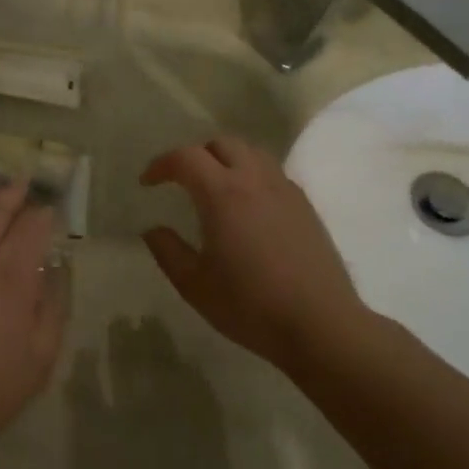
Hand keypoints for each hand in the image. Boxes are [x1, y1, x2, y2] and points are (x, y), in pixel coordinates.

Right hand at [140, 138, 373, 374]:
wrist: (321, 325)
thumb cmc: (250, 305)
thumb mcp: (194, 285)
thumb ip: (167, 251)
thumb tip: (153, 229)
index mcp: (222, 194)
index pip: (186, 157)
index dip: (161, 164)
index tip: (147, 183)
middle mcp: (255, 181)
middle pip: (222, 143)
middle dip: (195, 155)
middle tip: (181, 181)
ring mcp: (285, 190)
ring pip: (252, 152)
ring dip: (226, 159)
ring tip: (214, 187)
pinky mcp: (305, 206)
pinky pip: (272, 173)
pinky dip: (251, 175)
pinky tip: (247, 207)